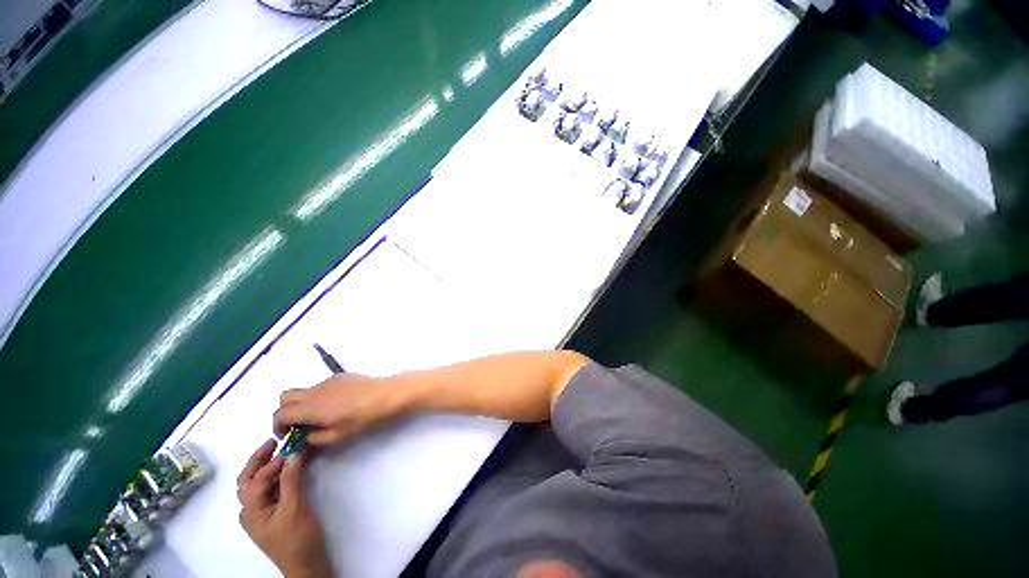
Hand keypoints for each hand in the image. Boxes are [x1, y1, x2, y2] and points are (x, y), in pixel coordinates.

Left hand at [237, 440, 331, 577]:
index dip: (273, 461)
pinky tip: (289, 469)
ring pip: (258, 484)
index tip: (292, 445)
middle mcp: (251, 510)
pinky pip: (270, 489)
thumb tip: (293, 453)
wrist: (307, 565)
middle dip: (259, 459)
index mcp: (251, 511)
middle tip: (276, 441)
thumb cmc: (298, 539)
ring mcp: (262, 513)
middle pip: (249, 480)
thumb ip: (292, 480)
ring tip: (284, 450)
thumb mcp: (295, 508)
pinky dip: (276, 475)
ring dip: (267, 466)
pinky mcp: (274, 514)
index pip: (257, 479)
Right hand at [274, 373, 404, 446]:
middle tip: (298, 424)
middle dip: (285, 411)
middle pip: (284, 397)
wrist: (386, 394)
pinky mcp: (339, 376)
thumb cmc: (362, 418)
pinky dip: (317, 396)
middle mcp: (314, 391)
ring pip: (302, 390)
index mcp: (309, 407)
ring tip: (318, 416)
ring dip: (301, 403)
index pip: (279, 414)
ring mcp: (327, 381)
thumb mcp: (336, 436)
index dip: (278, 427)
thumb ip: (313, 439)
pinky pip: (319, 385)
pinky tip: (335, 404)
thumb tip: (303, 437)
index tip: (288, 435)